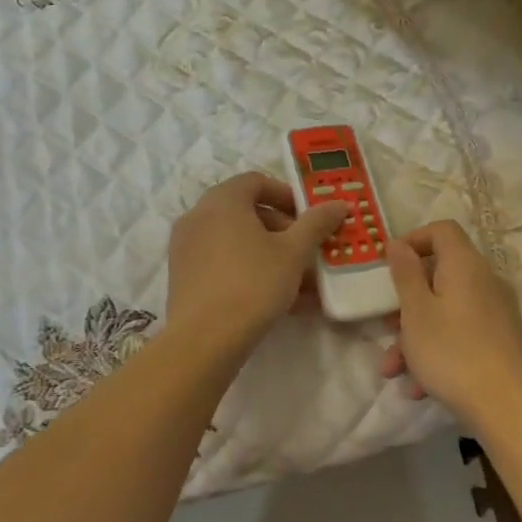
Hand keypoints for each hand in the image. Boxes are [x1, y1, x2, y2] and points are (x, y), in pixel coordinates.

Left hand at [166, 174, 345, 347]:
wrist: (204, 339)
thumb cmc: (253, 283)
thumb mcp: (294, 252)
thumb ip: (316, 223)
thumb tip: (339, 203)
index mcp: (222, 200)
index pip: (256, 182)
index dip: (287, 195)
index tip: (309, 218)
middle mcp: (198, 216)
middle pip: (245, 212)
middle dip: (282, 230)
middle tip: (307, 252)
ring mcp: (186, 247)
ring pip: (236, 242)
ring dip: (269, 255)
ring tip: (301, 283)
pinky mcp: (183, 277)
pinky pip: (222, 264)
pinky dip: (249, 272)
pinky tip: (278, 301)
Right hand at [381, 221, 521, 425]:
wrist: (505, 406)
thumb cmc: (451, 351)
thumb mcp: (415, 311)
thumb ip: (405, 273)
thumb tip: (399, 244)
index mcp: (464, 265)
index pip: (442, 230)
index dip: (414, 240)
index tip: (391, 266)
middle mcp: (485, 280)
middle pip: (440, 274)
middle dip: (407, 301)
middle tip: (386, 326)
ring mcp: (496, 312)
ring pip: (446, 309)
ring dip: (416, 333)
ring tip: (394, 368)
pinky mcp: (500, 340)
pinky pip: (461, 332)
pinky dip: (438, 349)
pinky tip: (419, 385)